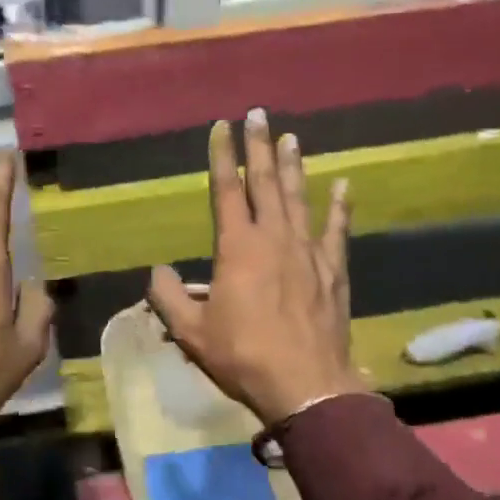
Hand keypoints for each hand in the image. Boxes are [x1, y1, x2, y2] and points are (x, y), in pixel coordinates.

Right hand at [147, 109, 362, 425]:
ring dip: (293, 166)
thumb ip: (168, 298)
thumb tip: (156, 272)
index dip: (222, 156)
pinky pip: (337, 230)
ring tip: (291, 137)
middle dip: (258, 147)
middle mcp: (274, 238)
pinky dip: (340, 206)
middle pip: (265, 183)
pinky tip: (344, 185)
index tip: (222, 126)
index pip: (227, 190)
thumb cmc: (244, 356)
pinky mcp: (333, 270)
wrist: (306, 384)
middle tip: (258, 114)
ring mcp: (308, 251)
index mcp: (238, 248)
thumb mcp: (192, 332)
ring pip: (299, 198)